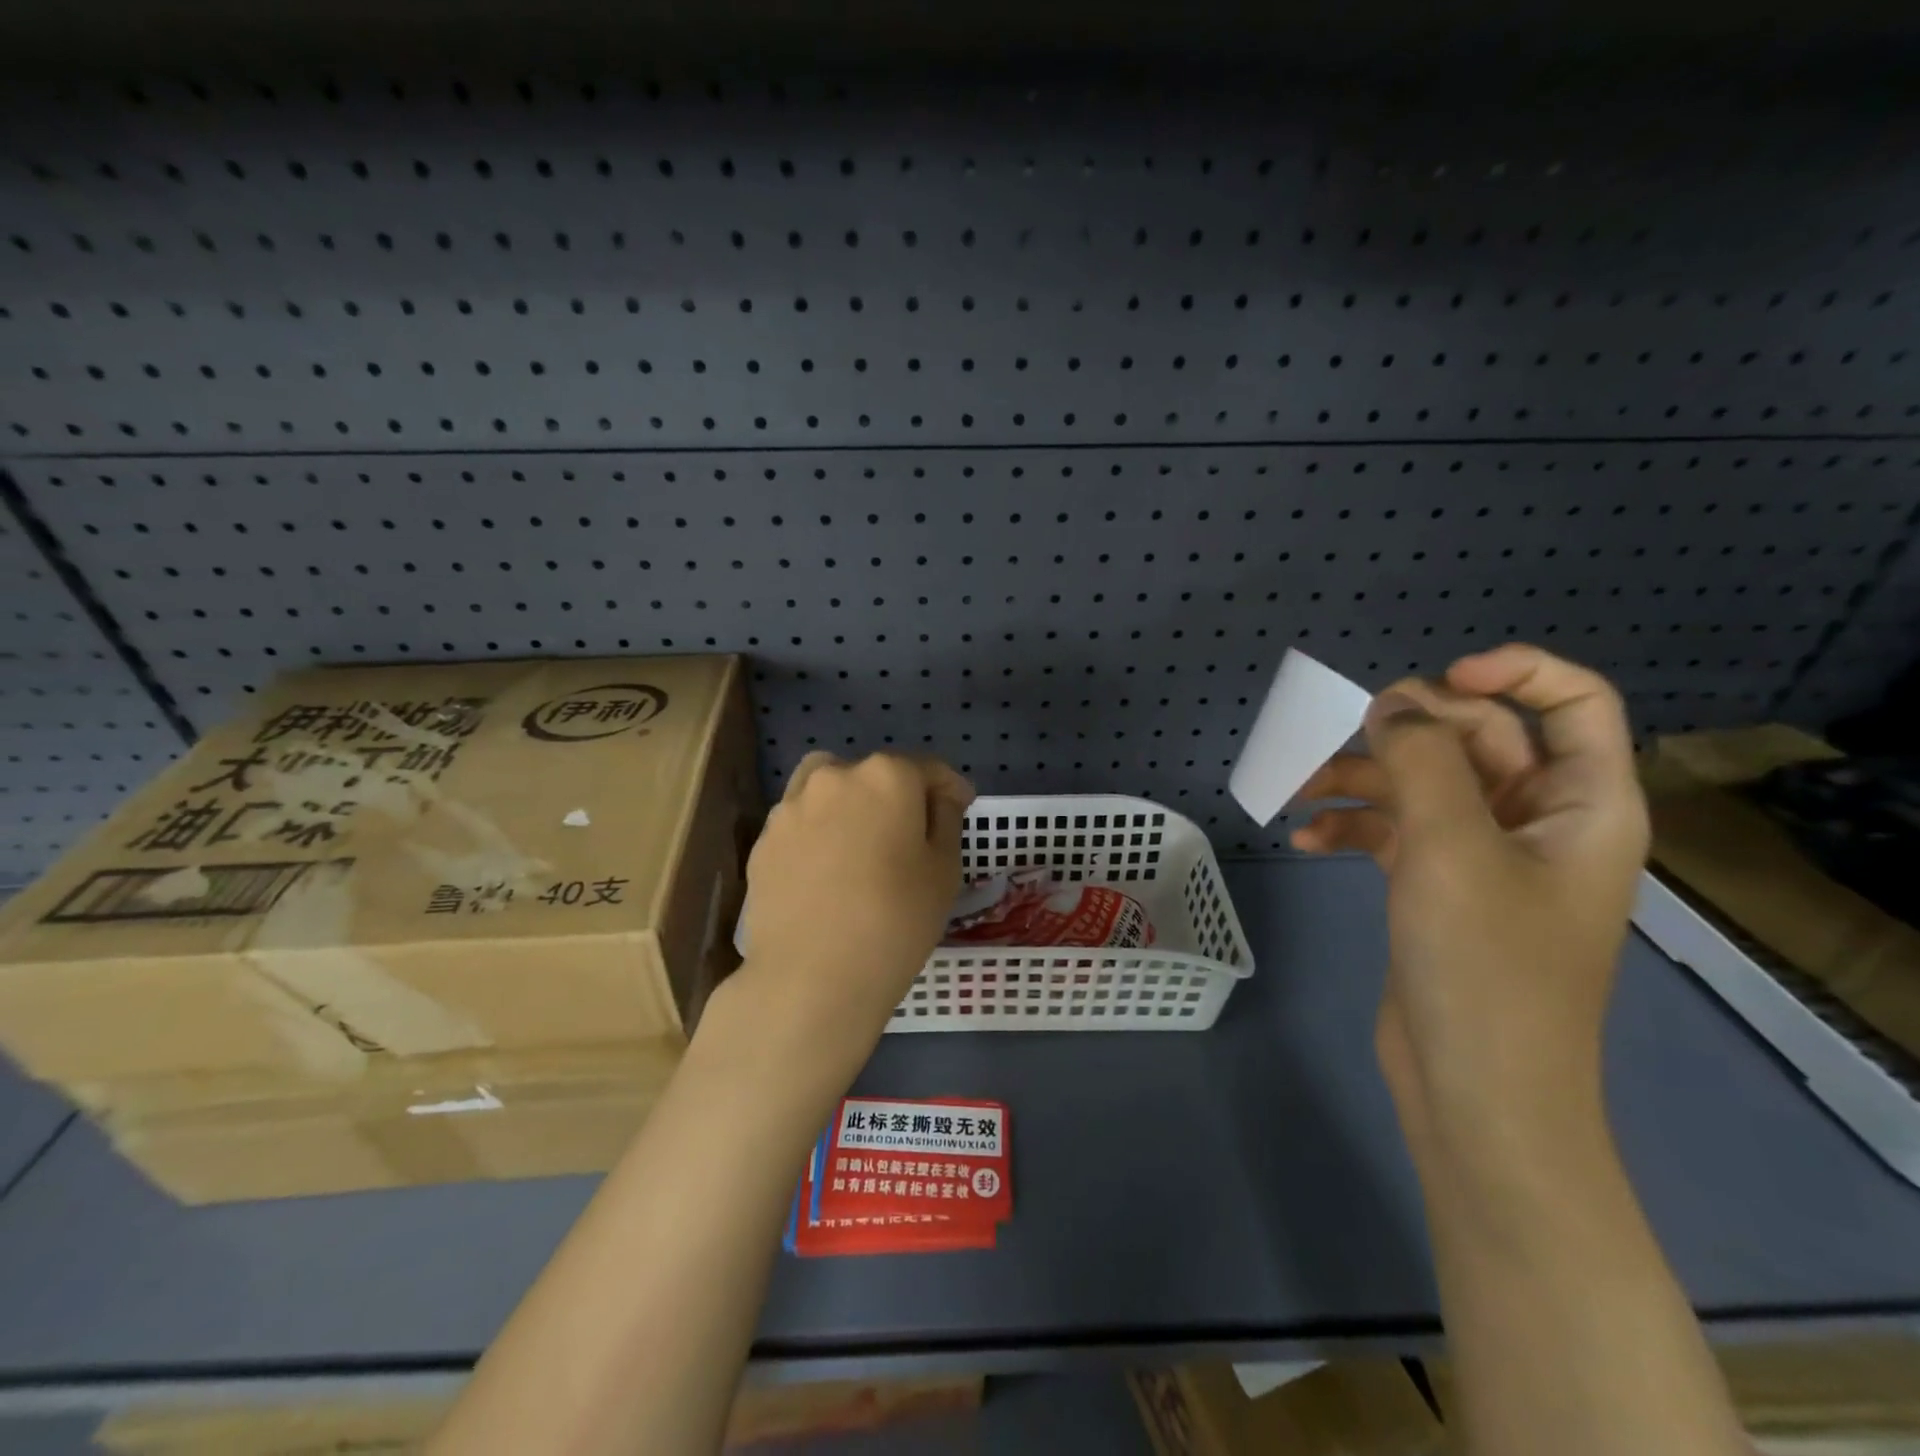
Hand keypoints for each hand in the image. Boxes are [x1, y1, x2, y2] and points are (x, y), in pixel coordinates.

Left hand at [722, 752, 973, 1064]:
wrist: (810, 978)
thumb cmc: (895, 921)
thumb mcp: (944, 870)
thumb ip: (945, 819)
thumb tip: (938, 797)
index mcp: (886, 776)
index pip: (927, 770)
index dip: (950, 788)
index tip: (962, 806)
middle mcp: (834, 777)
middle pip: (875, 775)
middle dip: (897, 796)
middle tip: (910, 837)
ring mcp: (791, 807)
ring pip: (831, 792)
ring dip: (851, 807)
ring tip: (862, 849)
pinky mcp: (763, 841)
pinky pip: (802, 824)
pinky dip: (819, 835)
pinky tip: (828, 874)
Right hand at [1292, 645, 1649, 1172]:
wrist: (1474, 1090)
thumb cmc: (1483, 965)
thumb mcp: (1451, 848)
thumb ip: (1422, 759)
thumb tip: (1392, 703)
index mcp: (1582, 804)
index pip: (1571, 703)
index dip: (1511, 672)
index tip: (1434, 681)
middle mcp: (1539, 821)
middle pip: (1476, 739)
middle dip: (1404, 732)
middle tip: (1340, 737)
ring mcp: (1485, 856)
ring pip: (1423, 784)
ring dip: (1361, 779)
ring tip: (1299, 790)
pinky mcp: (1439, 887)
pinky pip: (1396, 831)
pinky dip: (1352, 827)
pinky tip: (1306, 841)